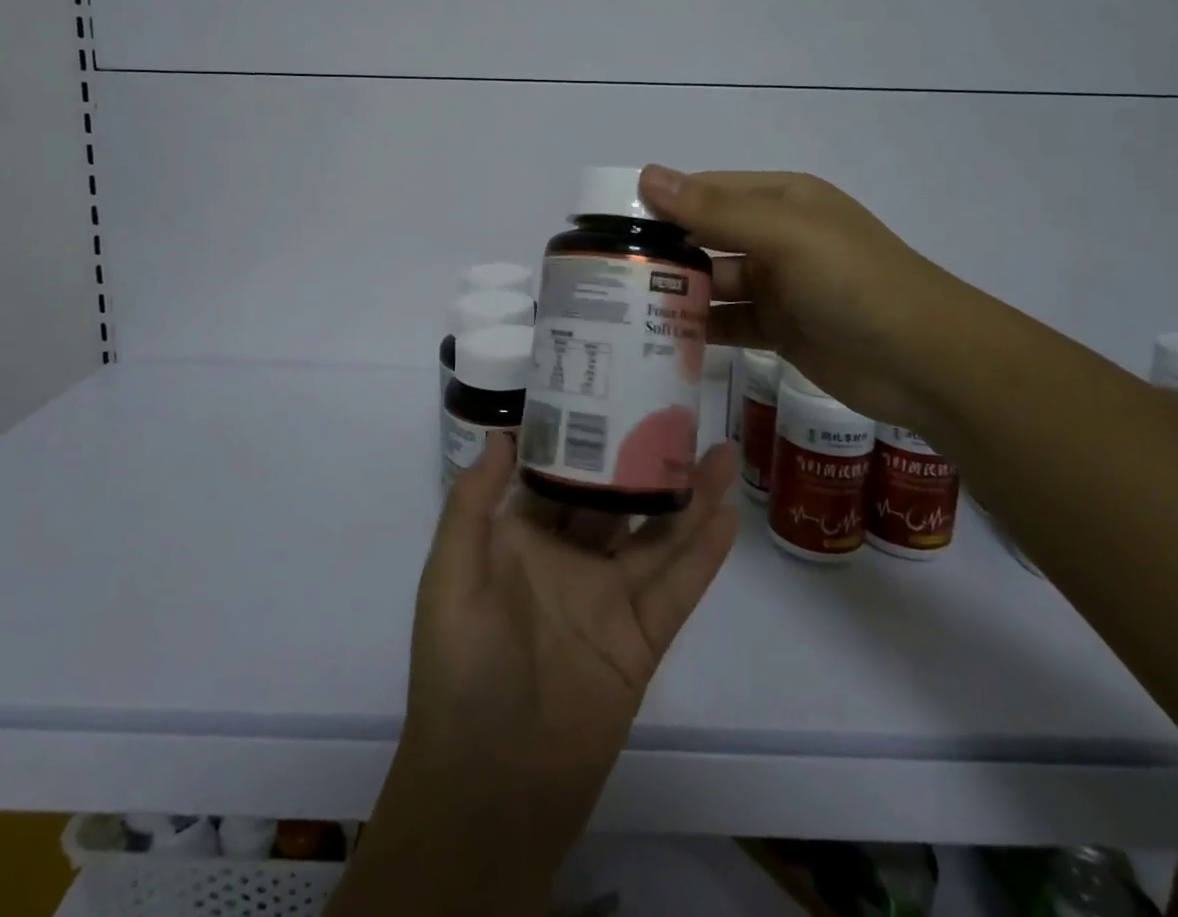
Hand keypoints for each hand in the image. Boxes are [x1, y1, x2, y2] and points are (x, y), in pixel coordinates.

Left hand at [350, 432, 737, 910]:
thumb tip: (502, 434)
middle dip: (646, 459)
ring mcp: (610, 598)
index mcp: (522, 540)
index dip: (584, 435)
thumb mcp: (450, 576)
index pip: (559, 474)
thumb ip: (472, 505)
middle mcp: (570, 560)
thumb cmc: (460, 668)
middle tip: (680, 414)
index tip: (611, 392)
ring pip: (658, 534)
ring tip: (722, 450)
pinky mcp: (642, 639)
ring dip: (690, 495)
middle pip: (618, 498)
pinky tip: (728, 513)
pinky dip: (704, 553)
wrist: (490, 786)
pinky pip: (678, 588)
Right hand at [638, 164, 960, 433]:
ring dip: (677, 294)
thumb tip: (647, 175)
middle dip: (662, 253)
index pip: (705, 191)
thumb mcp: (784, 235)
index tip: (607, 225)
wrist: (927, 362)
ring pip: (713, 283)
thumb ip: (714, 209)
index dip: (659, 205)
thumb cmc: (855, 282)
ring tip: (621, 312)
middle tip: (604, 274)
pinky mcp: (780, 329)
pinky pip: (729, 323)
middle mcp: (775, 237)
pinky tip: (661, 342)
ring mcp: (778, 285)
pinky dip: (700, 330)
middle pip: (705, 237)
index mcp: (780, 199)